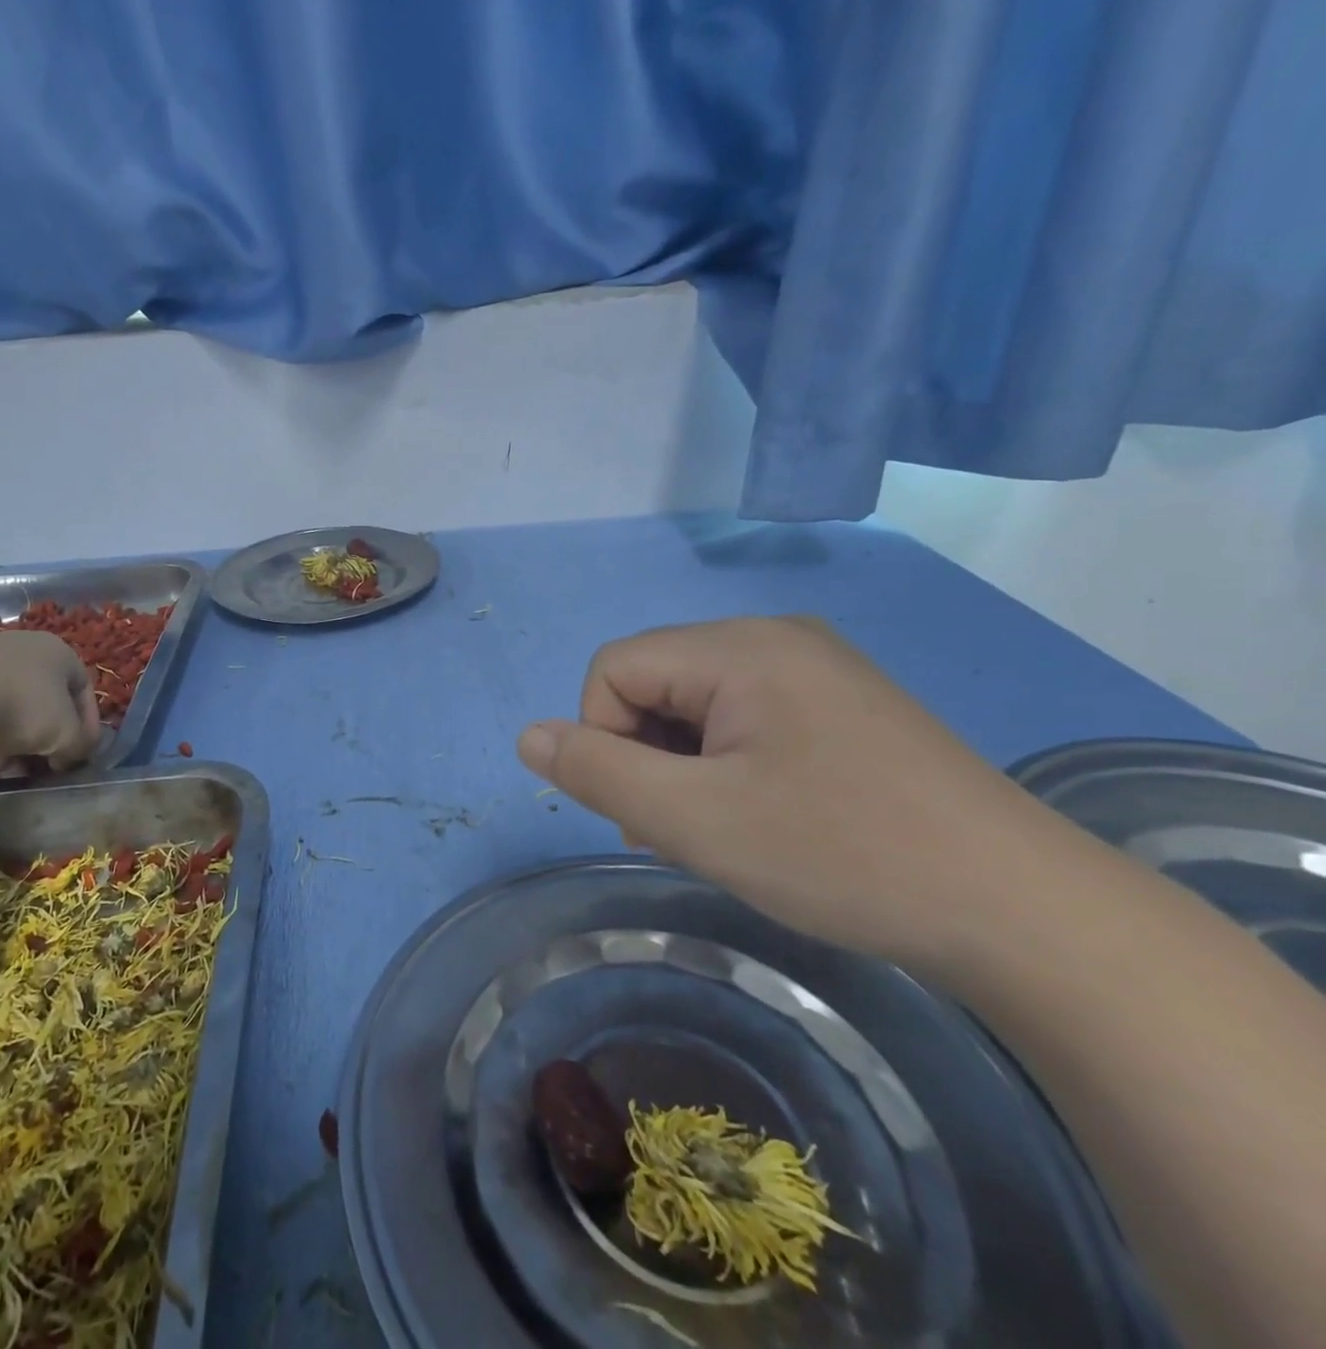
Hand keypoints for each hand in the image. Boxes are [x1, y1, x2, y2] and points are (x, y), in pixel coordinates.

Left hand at [0, 630, 103, 771]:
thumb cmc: (22, 709)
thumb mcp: (66, 735)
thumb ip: (80, 744)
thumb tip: (72, 753)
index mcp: (58, 651)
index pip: (84, 689)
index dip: (88, 725)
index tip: (81, 754)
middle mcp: (23, 646)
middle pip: (46, 698)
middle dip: (48, 736)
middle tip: (46, 764)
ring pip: (11, 704)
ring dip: (17, 740)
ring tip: (10, 769)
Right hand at [516, 617, 1093, 972]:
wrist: (1021, 911)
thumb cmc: (842, 854)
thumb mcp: (695, 819)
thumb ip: (597, 771)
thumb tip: (528, 735)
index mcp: (738, 646)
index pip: (614, 668)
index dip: (606, 738)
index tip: (653, 808)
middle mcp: (774, 636)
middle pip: (655, 681)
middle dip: (646, 755)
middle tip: (689, 828)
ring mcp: (815, 667)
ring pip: (696, 704)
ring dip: (685, 765)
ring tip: (729, 828)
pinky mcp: (841, 703)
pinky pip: (745, 716)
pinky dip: (728, 763)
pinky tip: (768, 813)